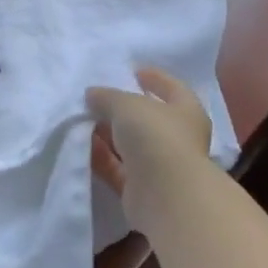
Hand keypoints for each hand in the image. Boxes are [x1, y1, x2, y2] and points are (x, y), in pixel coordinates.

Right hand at [87, 68, 212, 209]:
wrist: (166, 196)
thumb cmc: (156, 137)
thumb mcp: (127, 105)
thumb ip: (108, 96)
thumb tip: (92, 94)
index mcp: (187, 111)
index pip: (172, 88)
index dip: (154, 77)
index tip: (131, 71)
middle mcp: (177, 138)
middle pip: (147, 118)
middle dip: (122, 108)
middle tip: (95, 97)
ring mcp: (160, 165)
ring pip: (130, 144)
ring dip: (108, 133)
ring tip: (81, 120)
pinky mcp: (141, 189)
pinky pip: (117, 168)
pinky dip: (101, 157)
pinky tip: (81, 146)